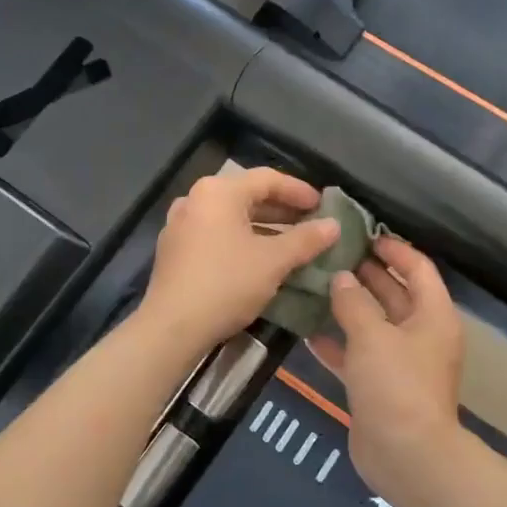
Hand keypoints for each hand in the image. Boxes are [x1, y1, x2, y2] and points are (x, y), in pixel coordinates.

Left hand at [139, 169, 339, 352]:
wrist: (173, 327)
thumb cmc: (227, 283)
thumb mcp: (274, 261)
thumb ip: (306, 240)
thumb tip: (334, 225)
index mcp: (218, 192)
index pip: (267, 179)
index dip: (299, 191)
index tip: (323, 206)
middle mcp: (195, 199)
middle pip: (247, 196)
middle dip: (282, 211)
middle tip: (311, 224)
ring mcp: (180, 225)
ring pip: (231, 218)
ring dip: (263, 228)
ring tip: (291, 244)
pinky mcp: (174, 251)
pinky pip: (215, 235)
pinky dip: (241, 241)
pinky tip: (259, 260)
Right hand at [308, 236, 466, 498]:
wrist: (406, 454)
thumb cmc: (396, 385)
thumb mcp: (373, 336)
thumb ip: (353, 302)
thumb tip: (341, 278)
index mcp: (433, 315)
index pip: (418, 268)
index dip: (394, 249)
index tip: (363, 235)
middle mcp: (420, 334)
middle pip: (394, 294)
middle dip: (365, 275)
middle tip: (330, 256)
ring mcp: (400, 362)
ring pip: (373, 324)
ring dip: (348, 307)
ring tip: (314, 285)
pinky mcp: (379, 386)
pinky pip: (357, 354)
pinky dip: (337, 342)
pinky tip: (307, 331)